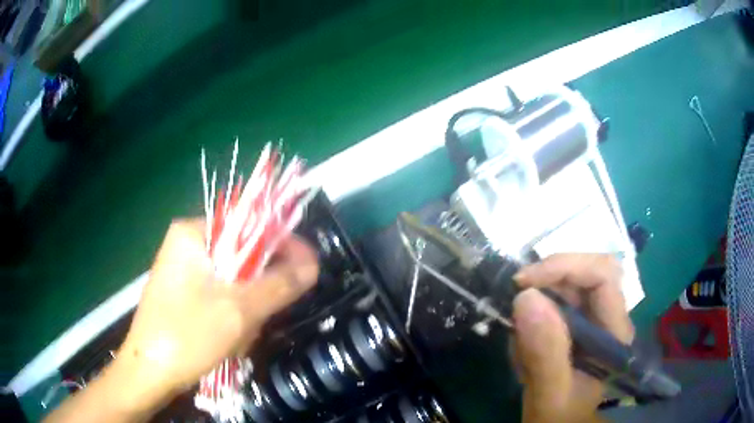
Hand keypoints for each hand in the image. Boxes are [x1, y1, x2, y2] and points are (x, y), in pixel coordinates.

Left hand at [113, 220, 318, 411]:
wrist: (148, 372)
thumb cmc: (187, 336)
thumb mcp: (239, 310)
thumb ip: (279, 284)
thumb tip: (313, 264)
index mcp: (194, 233)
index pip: (250, 222)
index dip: (283, 243)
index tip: (309, 267)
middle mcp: (188, 244)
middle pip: (243, 253)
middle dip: (260, 287)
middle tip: (268, 315)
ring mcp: (184, 270)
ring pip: (234, 279)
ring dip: (247, 307)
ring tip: (241, 335)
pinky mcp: (185, 293)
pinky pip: (221, 295)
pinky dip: (233, 315)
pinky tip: (229, 339)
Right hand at [512, 254, 633, 422]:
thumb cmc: (560, 419)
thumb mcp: (550, 397)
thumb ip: (545, 355)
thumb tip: (526, 297)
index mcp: (614, 332)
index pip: (602, 275)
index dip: (566, 267)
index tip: (524, 282)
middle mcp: (608, 318)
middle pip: (588, 271)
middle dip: (551, 277)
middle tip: (517, 294)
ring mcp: (592, 321)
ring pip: (569, 285)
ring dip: (539, 299)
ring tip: (519, 340)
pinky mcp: (575, 326)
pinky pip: (554, 302)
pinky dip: (533, 315)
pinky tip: (523, 347)